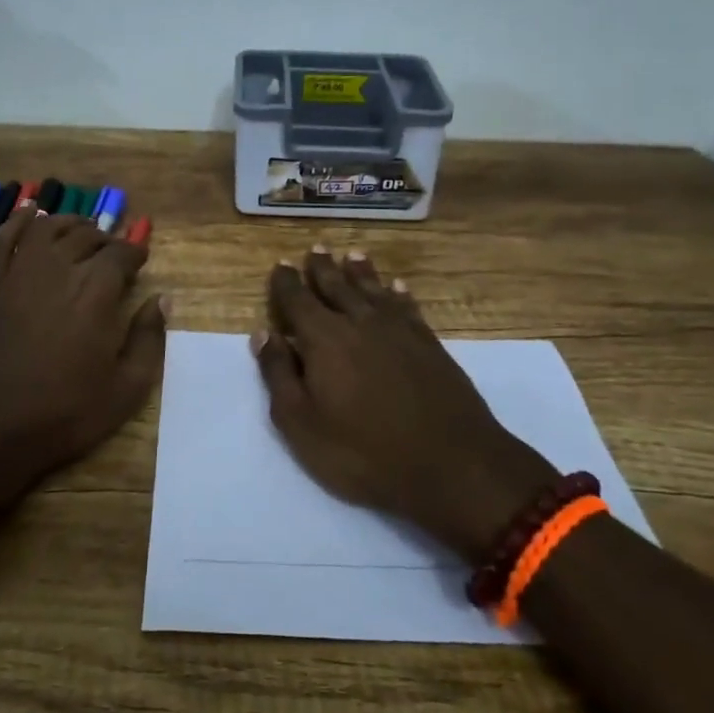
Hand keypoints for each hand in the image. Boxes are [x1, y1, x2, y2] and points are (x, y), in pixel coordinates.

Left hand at [0, 210, 165, 496]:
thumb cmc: (62, 415)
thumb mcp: (125, 390)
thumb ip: (148, 340)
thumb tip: (162, 300)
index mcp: (95, 292)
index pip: (121, 253)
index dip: (135, 252)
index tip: (141, 260)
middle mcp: (58, 271)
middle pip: (86, 237)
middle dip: (106, 239)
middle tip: (114, 252)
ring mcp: (19, 275)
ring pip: (48, 229)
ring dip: (69, 224)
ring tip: (81, 231)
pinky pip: (3, 240)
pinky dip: (17, 221)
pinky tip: (30, 214)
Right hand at [254, 246, 556, 563]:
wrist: (450, 463)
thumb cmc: (363, 451)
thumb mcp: (301, 423)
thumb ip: (279, 375)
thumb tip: (263, 334)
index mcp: (323, 338)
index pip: (298, 300)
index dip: (286, 282)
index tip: (281, 265)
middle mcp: (359, 322)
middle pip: (337, 286)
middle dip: (323, 268)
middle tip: (316, 248)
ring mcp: (399, 330)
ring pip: (373, 290)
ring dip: (361, 271)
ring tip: (352, 254)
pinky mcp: (429, 343)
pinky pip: (408, 307)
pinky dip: (399, 294)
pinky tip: (398, 287)